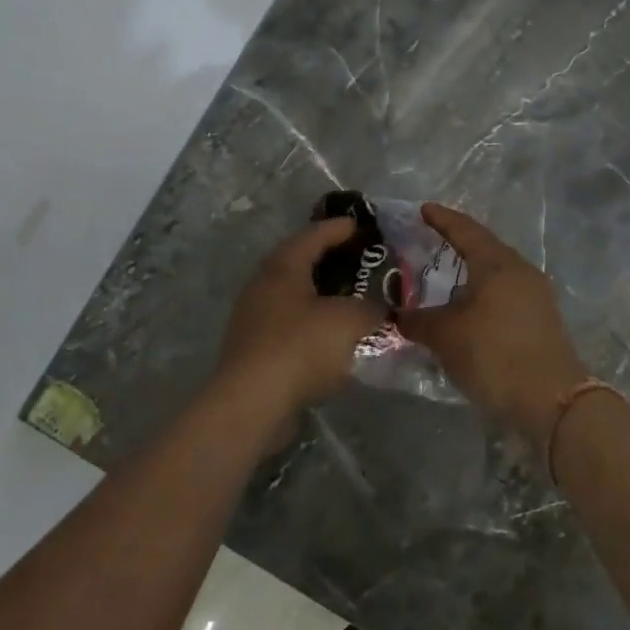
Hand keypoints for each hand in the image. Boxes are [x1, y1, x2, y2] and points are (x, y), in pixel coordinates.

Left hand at [216, 218, 377, 418]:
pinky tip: (332, 336)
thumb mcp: (348, 321)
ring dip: (321, 294)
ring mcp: (254, 316)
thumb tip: (378, 308)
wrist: (251, 402)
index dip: (339, 228)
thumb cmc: (300, 347)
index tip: (361, 226)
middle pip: (300, 262)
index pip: (314, 235)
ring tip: (350, 298)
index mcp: (283, 266)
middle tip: (359, 261)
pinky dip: (312, 322)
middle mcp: (264, 284)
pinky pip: (289, 323)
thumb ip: (369, 308)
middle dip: (330, 260)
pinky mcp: (254, 347)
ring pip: (294, 295)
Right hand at [398, 204, 588, 444]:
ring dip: (472, 270)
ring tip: (446, 275)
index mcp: (496, 264)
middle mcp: (519, 271)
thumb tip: (396, 315)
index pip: (465, 230)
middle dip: (458, 242)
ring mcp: (536, 295)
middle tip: (430, 240)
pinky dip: (483, 291)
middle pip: (484, 247)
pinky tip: (469, 306)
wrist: (552, 400)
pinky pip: (506, 292)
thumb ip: (418, 321)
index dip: (442, 219)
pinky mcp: (541, 319)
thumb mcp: (446, 337)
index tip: (423, 209)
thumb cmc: (494, 355)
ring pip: (497, 271)